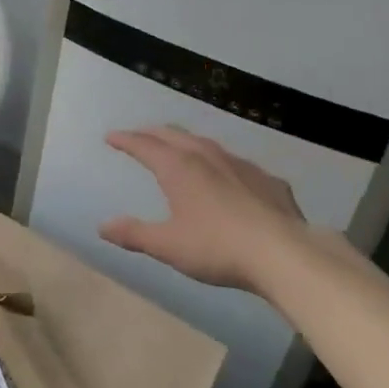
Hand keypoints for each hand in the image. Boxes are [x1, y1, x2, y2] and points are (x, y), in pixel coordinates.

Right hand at [99, 126, 339, 293]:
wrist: (285, 253)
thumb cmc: (218, 248)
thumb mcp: (168, 246)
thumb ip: (134, 234)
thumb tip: (103, 226)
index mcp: (179, 168)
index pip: (144, 145)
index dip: (125, 140)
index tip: (111, 137)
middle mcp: (207, 157)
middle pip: (174, 135)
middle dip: (152, 133)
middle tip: (139, 136)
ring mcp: (241, 165)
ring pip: (206, 144)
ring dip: (186, 143)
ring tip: (179, 149)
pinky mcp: (268, 180)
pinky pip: (237, 164)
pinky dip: (221, 164)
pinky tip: (228, 177)